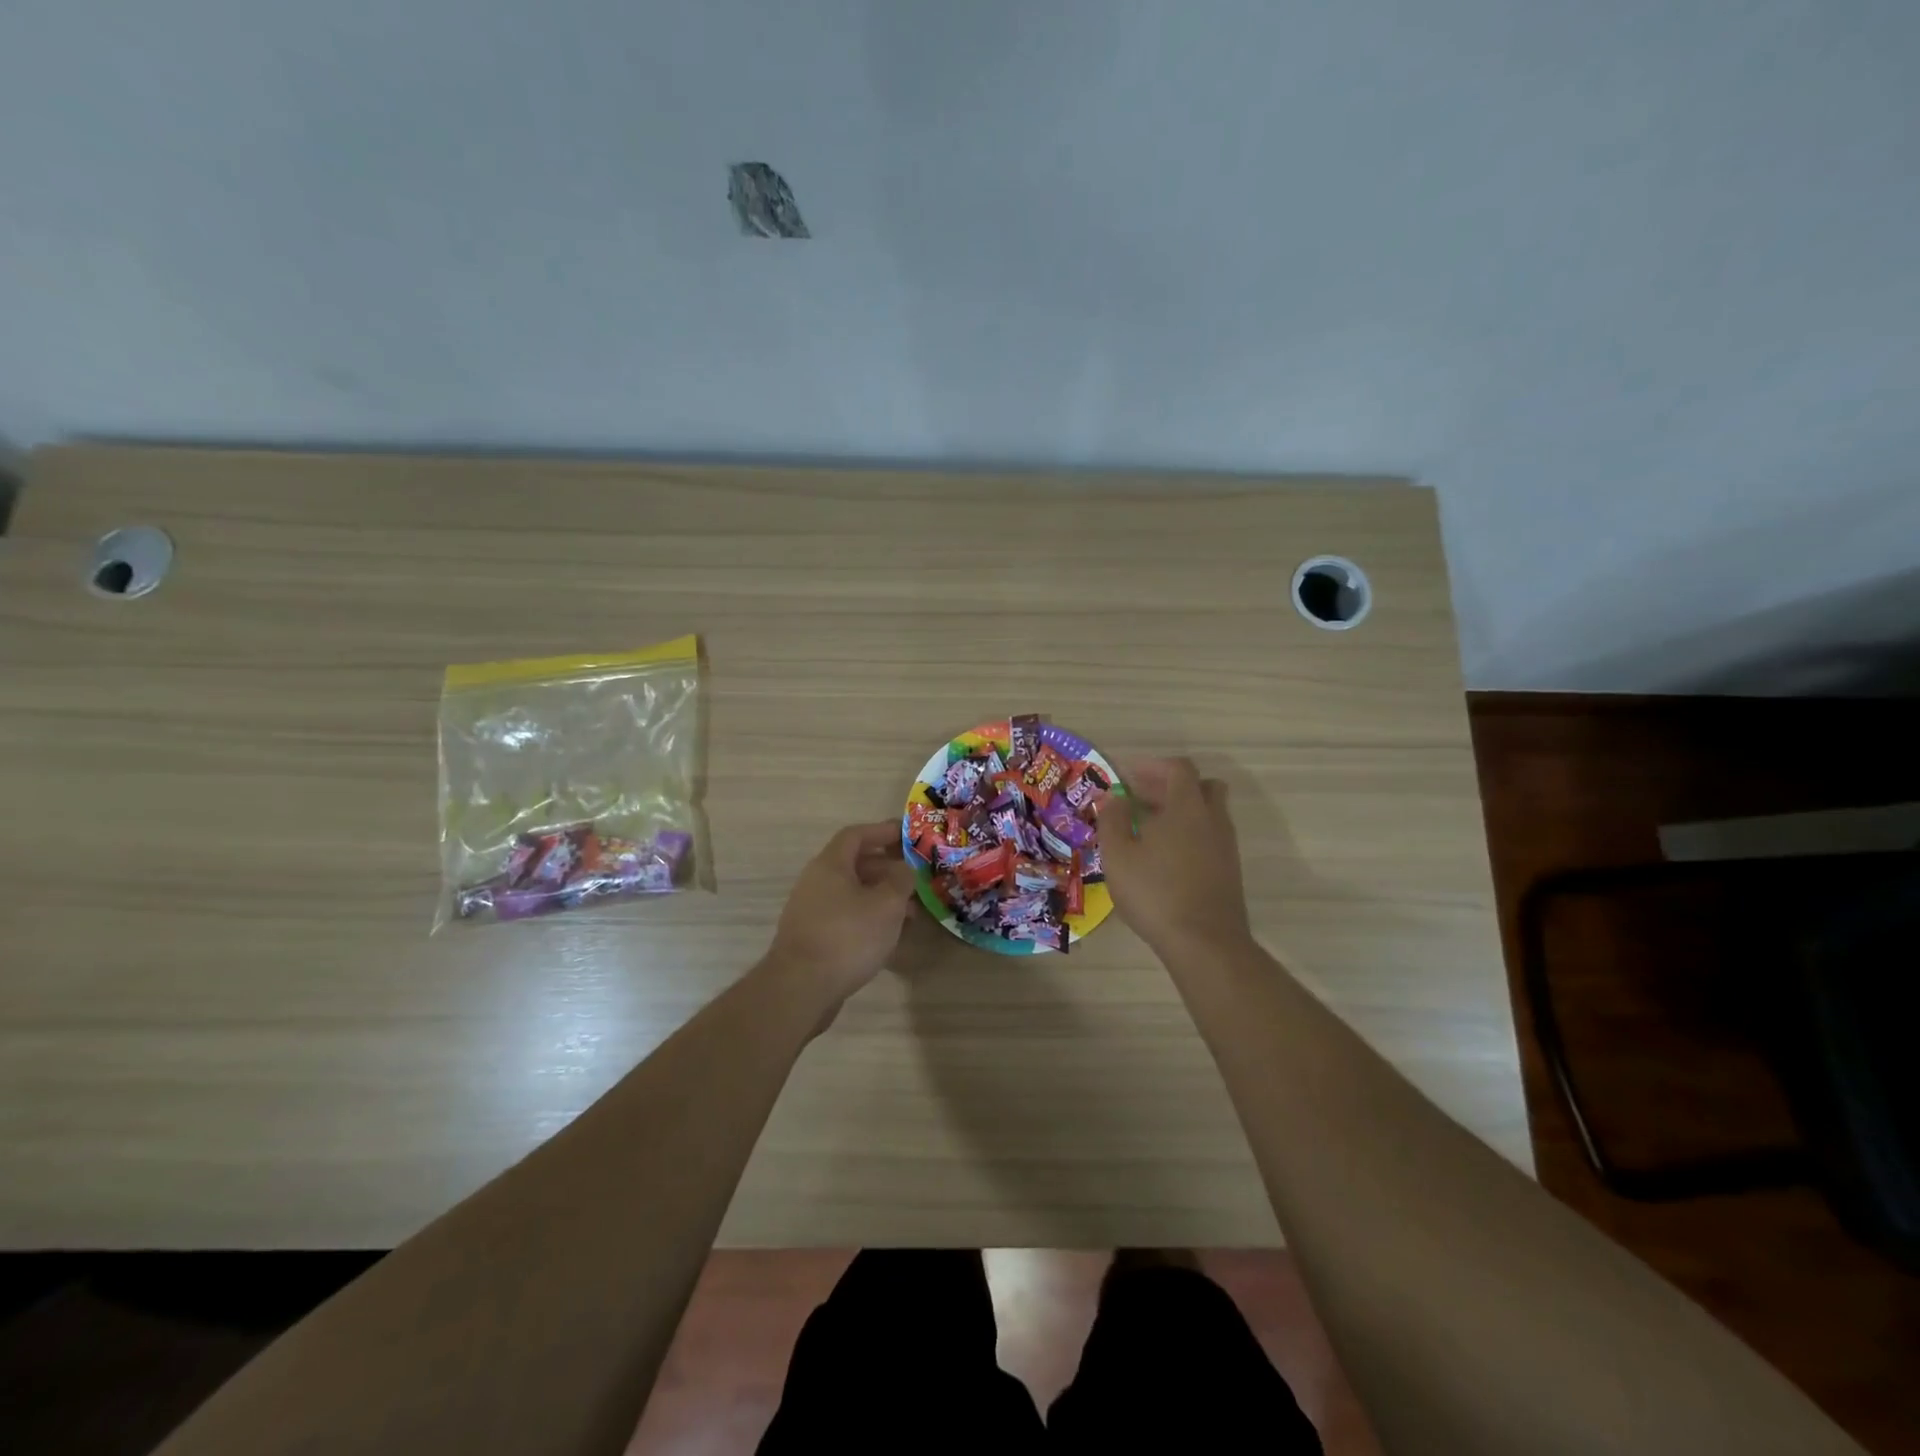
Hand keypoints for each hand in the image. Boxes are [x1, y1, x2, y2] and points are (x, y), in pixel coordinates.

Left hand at [762, 821, 917, 1015]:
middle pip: (854, 864)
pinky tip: (887, 935)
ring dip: (881, 896)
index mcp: (830, 865)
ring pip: (852, 893)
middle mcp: (816, 881)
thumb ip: (900, 880)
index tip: (907, 836)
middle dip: (887, 868)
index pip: (857, 835)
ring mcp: (811, 910)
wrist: (800, 988)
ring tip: (910, 912)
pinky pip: (845, 915)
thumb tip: (903, 869)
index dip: (883, 831)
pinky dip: (868, 917)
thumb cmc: (848, 937)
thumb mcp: (887, 904)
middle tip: (915, 878)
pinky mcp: (812, 937)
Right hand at [1096, 757, 1252, 956]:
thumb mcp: (1118, 855)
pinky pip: (1210, 837)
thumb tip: (1113, 798)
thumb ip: (1113, 820)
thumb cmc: (1155, 892)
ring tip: (1148, 830)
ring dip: (1181, 812)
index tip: (1129, 776)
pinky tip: (1165, 857)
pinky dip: (1189, 835)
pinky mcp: (1229, 870)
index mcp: (1186, 807)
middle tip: (1142, 798)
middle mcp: (1212, 819)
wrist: (1205, 943)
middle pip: (1201, 786)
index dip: (1153, 766)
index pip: (1179, 768)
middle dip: (1170, 786)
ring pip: (1208, 813)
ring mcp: (1225, 846)